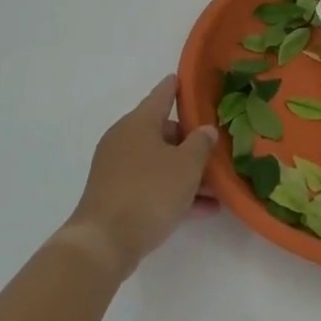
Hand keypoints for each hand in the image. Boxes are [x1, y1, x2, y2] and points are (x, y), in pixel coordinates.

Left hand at [62, 75, 217, 279]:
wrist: (104, 242)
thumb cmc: (149, 192)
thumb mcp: (186, 166)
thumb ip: (200, 144)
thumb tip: (205, 130)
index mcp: (138, 123)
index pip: (161, 96)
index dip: (176, 87)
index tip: (184, 78)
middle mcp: (124, 139)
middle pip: (162, 132)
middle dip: (190, 143)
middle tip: (215, 152)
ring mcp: (116, 168)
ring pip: (159, 162)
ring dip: (185, 173)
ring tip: (216, 188)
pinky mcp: (115, 195)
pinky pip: (151, 184)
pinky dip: (172, 191)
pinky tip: (201, 209)